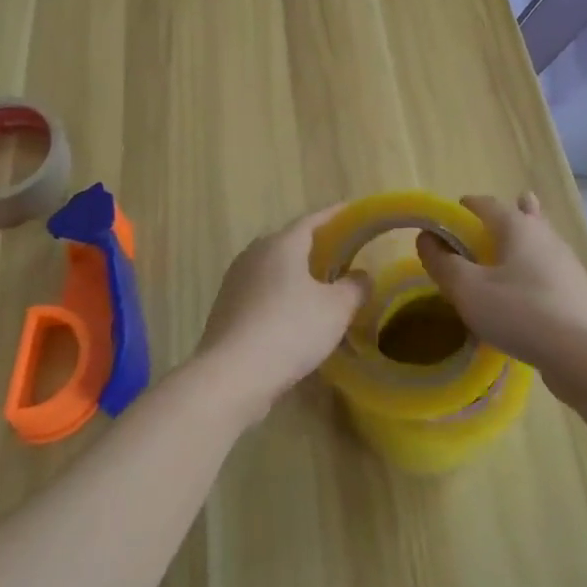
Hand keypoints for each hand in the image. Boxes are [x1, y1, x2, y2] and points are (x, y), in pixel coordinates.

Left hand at [198, 205, 366, 420]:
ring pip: (273, 268)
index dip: (335, 215)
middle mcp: (255, 253)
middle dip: (315, 245)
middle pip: (290, 242)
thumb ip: (354, 287)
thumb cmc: (290, 330)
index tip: (352, 211)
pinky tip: (293, 315)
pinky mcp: (225, 308)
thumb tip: (361, 276)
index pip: (313, 220)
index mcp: (282, 244)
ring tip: (319, 286)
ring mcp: (235, 281)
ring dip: (296, 273)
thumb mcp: (336, 309)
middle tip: (340, 254)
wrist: (232, 375)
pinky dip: (280, 295)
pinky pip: (261, 291)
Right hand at [415, 193, 586, 390]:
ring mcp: (566, 263)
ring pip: (540, 240)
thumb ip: (443, 263)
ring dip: (523, 241)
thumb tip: (426, 238)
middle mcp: (545, 235)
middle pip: (523, 214)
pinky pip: (549, 268)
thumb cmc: (520, 312)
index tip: (451, 214)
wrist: (583, 354)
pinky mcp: (577, 291)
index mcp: (518, 227)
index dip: (466, 206)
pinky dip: (534, 268)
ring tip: (507, 251)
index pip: (487, 204)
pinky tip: (526, 290)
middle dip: (505, 214)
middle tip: (486, 225)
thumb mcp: (469, 290)